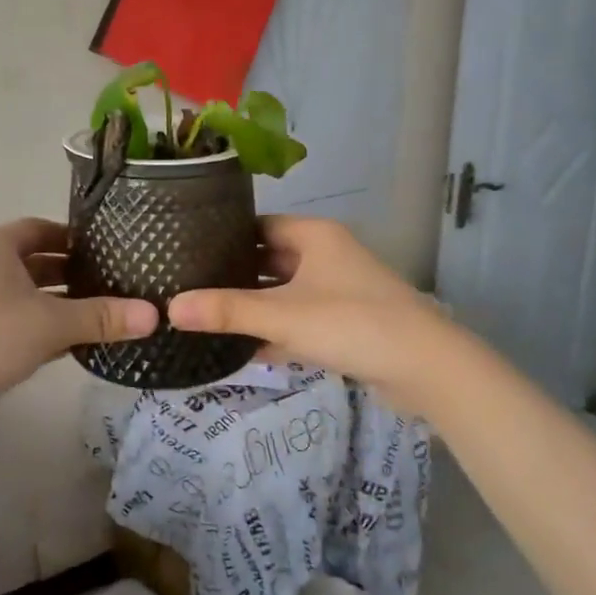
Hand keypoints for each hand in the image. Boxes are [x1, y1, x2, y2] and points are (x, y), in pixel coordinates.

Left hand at [0, 218, 156, 408]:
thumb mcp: (51, 324)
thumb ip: (102, 318)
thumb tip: (155, 315)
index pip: (41, 229)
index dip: (74, 238)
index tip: (107, 252)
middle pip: (33, 262)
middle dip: (70, 274)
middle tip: (111, 285)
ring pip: (22, 295)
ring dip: (55, 304)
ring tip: (97, 316)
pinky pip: (10, 321)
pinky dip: (37, 328)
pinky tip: (66, 347)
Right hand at [167, 217, 451, 402]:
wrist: (425, 368)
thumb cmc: (352, 323)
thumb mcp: (284, 316)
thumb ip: (228, 311)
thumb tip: (170, 308)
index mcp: (314, 236)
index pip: (257, 226)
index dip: (223, 238)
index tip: (185, 253)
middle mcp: (326, 255)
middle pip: (269, 261)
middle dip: (234, 277)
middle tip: (188, 289)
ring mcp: (338, 290)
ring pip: (284, 294)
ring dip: (254, 308)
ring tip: (207, 320)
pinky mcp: (345, 323)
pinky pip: (300, 321)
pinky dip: (277, 332)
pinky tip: (244, 351)